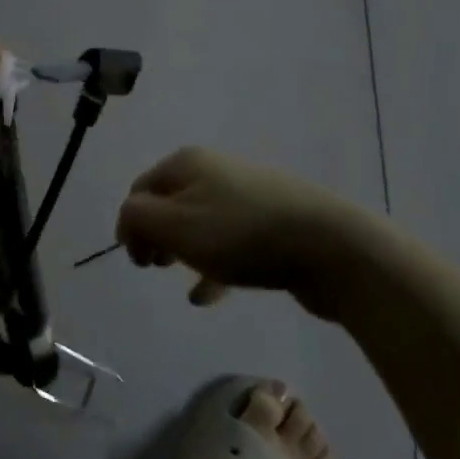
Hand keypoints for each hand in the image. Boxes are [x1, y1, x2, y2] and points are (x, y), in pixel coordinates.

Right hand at [115, 147, 397, 317]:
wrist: (329, 246)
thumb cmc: (241, 234)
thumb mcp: (175, 225)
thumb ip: (137, 218)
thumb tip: (129, 219)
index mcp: (187, 163)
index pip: (140, 189)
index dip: (130, 224)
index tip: (137, 261)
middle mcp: (214, 170)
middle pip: (170, 203)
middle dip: (156, 235)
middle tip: (155, 266)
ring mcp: (247, 195)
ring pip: (199, 223)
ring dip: (183, 250)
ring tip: (179, 278)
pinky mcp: (272, 223)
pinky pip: (230, 243)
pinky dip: (214, 265)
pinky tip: (208, 295)